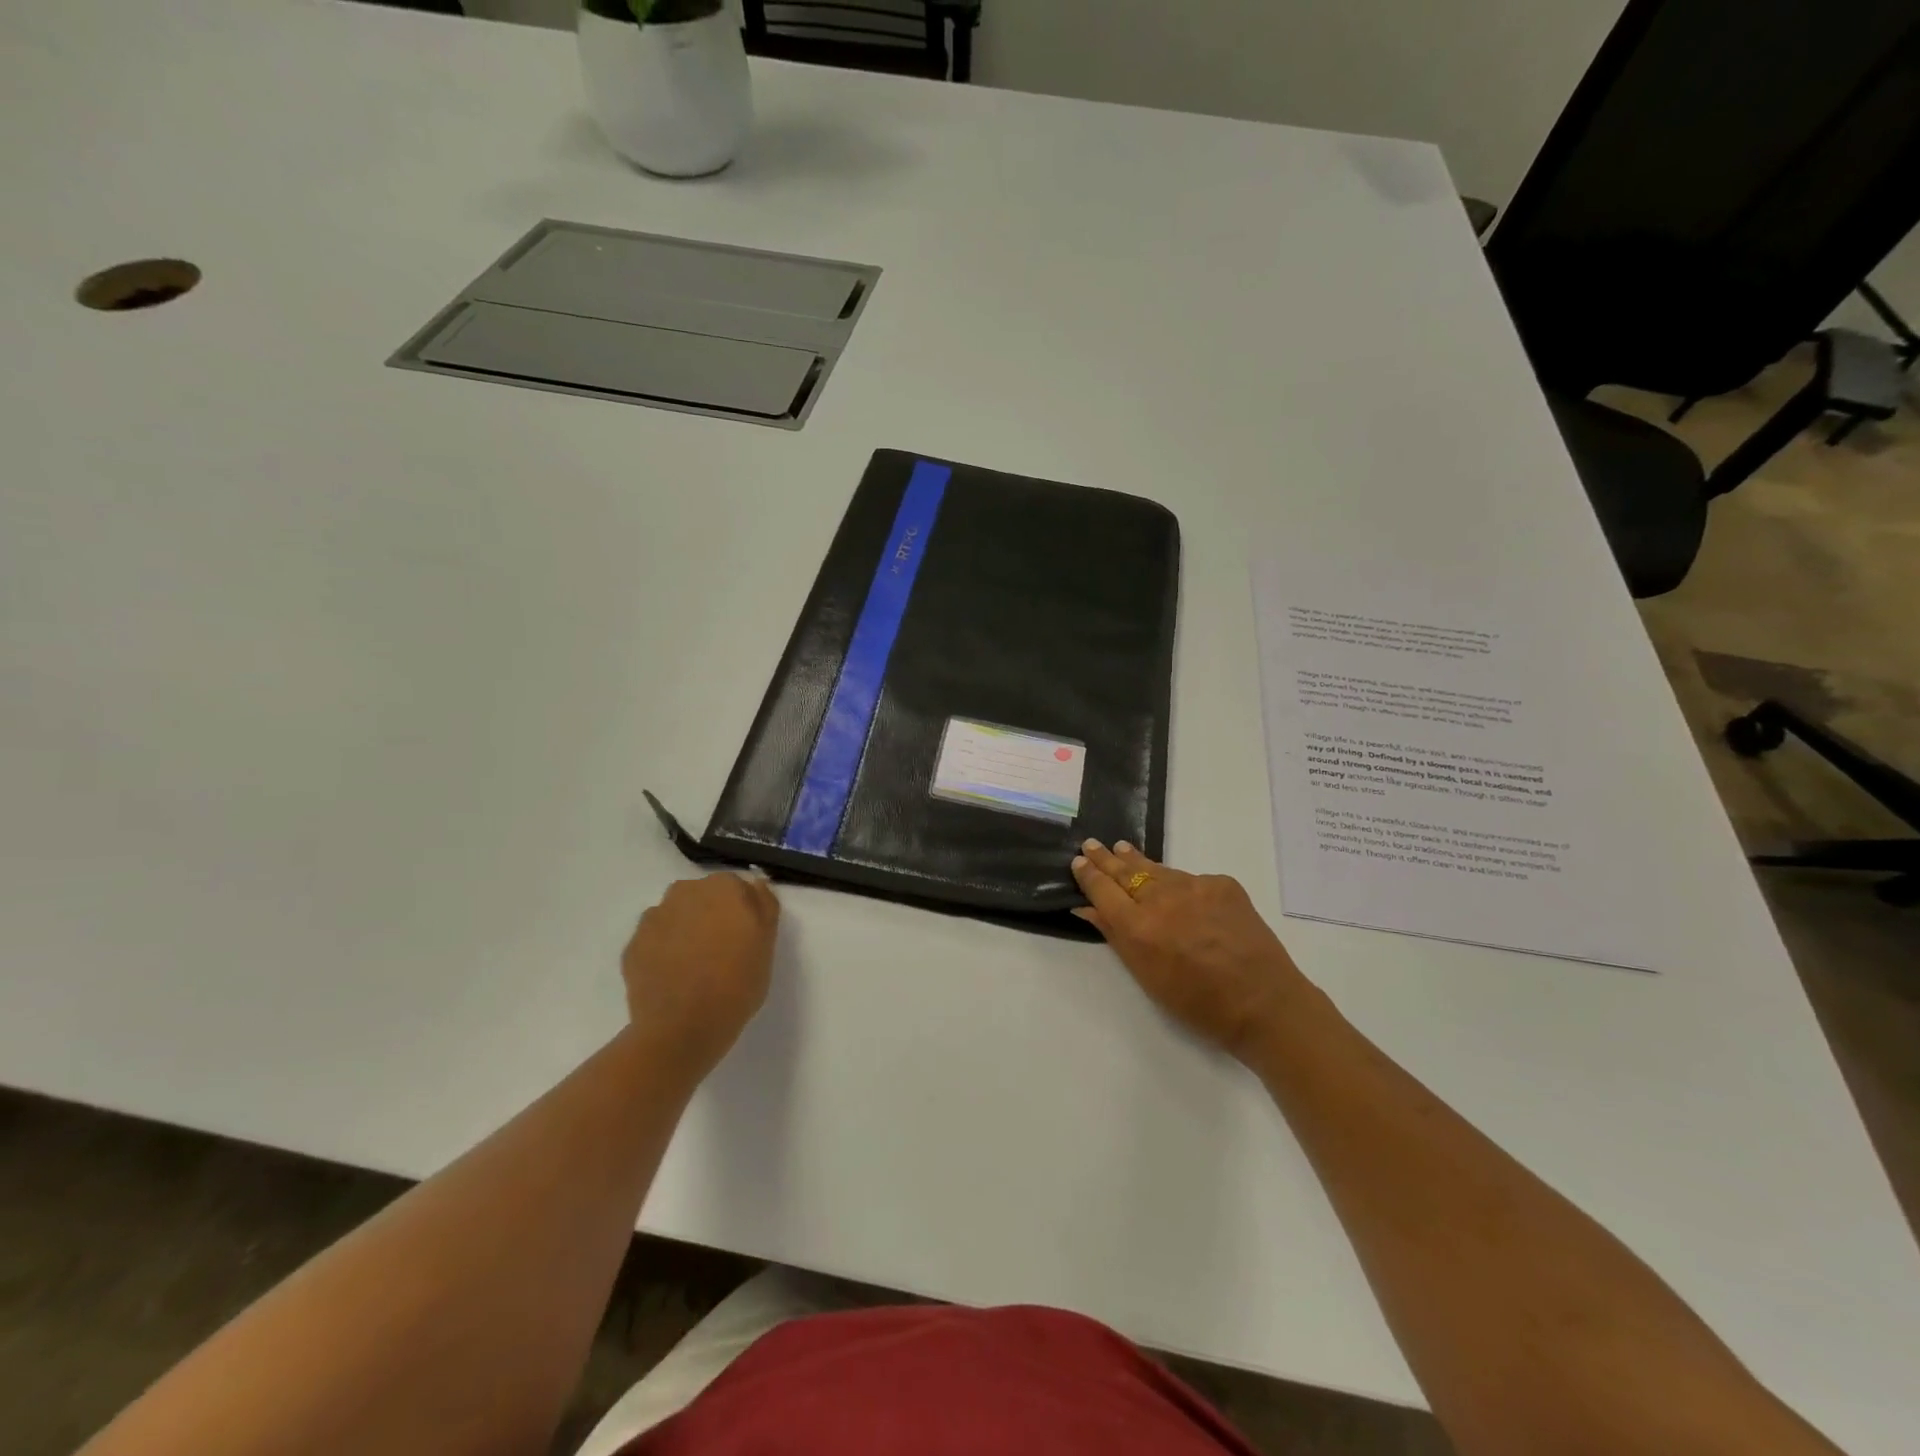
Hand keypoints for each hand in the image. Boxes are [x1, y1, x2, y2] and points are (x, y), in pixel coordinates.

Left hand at [622, 873, 779, 1075]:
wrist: (682, 1029)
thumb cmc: (737, 983)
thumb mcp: (767, 944)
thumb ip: (764, 906)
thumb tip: (755, 884)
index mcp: (723, 887)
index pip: (736, 888)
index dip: (742, 911)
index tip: (745, 937)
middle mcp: (685, 891)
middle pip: (703, 897)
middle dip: (711, 915)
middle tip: (722, 951)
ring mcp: (654, 918)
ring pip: (676, 916)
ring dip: (685, 931)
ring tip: (694, 967)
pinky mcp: (632, 945)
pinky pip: (655, 940)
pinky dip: (663, 951)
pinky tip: (672, 978)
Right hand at [1071, 840, 1309, 1060]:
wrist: (1264, 1002)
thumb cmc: (1198, 1003)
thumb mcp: (1147, 976)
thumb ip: (1116, 936)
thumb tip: (1088, 908)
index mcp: (1139, 927)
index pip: (1103, 890)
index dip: (1089, 875)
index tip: (1078, 861)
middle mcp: (1163, 899)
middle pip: (1126, 872)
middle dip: (1106, 858)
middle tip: (1091, 844)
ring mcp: (1195, 886)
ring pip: (1158, 870)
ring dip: (1138, 861)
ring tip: (1122, 849)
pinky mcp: (1223, 884)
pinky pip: (1191, 880)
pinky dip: (1179, 884)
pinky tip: (1177, 890)